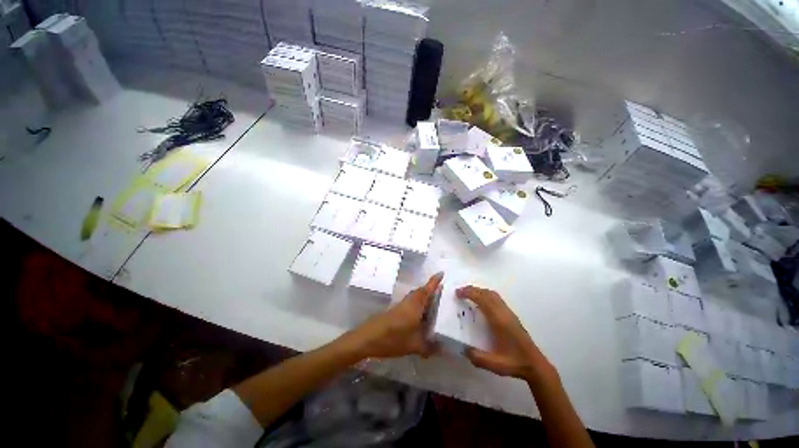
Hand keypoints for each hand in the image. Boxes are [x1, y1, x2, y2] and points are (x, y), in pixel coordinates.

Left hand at [350, 273, 442, 359]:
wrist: (367, 338)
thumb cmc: (393, 338)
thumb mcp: (414, 346)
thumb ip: (429, 347)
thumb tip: (442, 349)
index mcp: (415, 305)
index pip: (427, 290)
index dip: (434, 281)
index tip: (441, 273)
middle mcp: (408, 302)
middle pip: (421, 292)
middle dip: (430, 290)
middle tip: (441, 293)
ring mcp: (400, 306)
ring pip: (415, 297)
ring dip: (423, 298)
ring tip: (433, 306)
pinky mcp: (394, 310)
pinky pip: (410, 304)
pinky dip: (417, 306)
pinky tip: (419, 317)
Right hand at [456, 286, 553, 381]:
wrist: (535, 364)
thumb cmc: (514, 362)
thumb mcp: (494, 364)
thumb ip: (477, 357)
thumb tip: (463, 349)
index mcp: (498, 320)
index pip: (482, 299)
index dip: (469, 293)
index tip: (458, 293)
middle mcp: (504, 312)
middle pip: (487, 293)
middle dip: (472, 289)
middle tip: (460, 292)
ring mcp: (509, 313)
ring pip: (493, 294)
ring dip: (480, 291)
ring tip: (469, 295)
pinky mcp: (511, 315)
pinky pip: (496, 298)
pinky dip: (486, 295)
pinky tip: (481, 303)